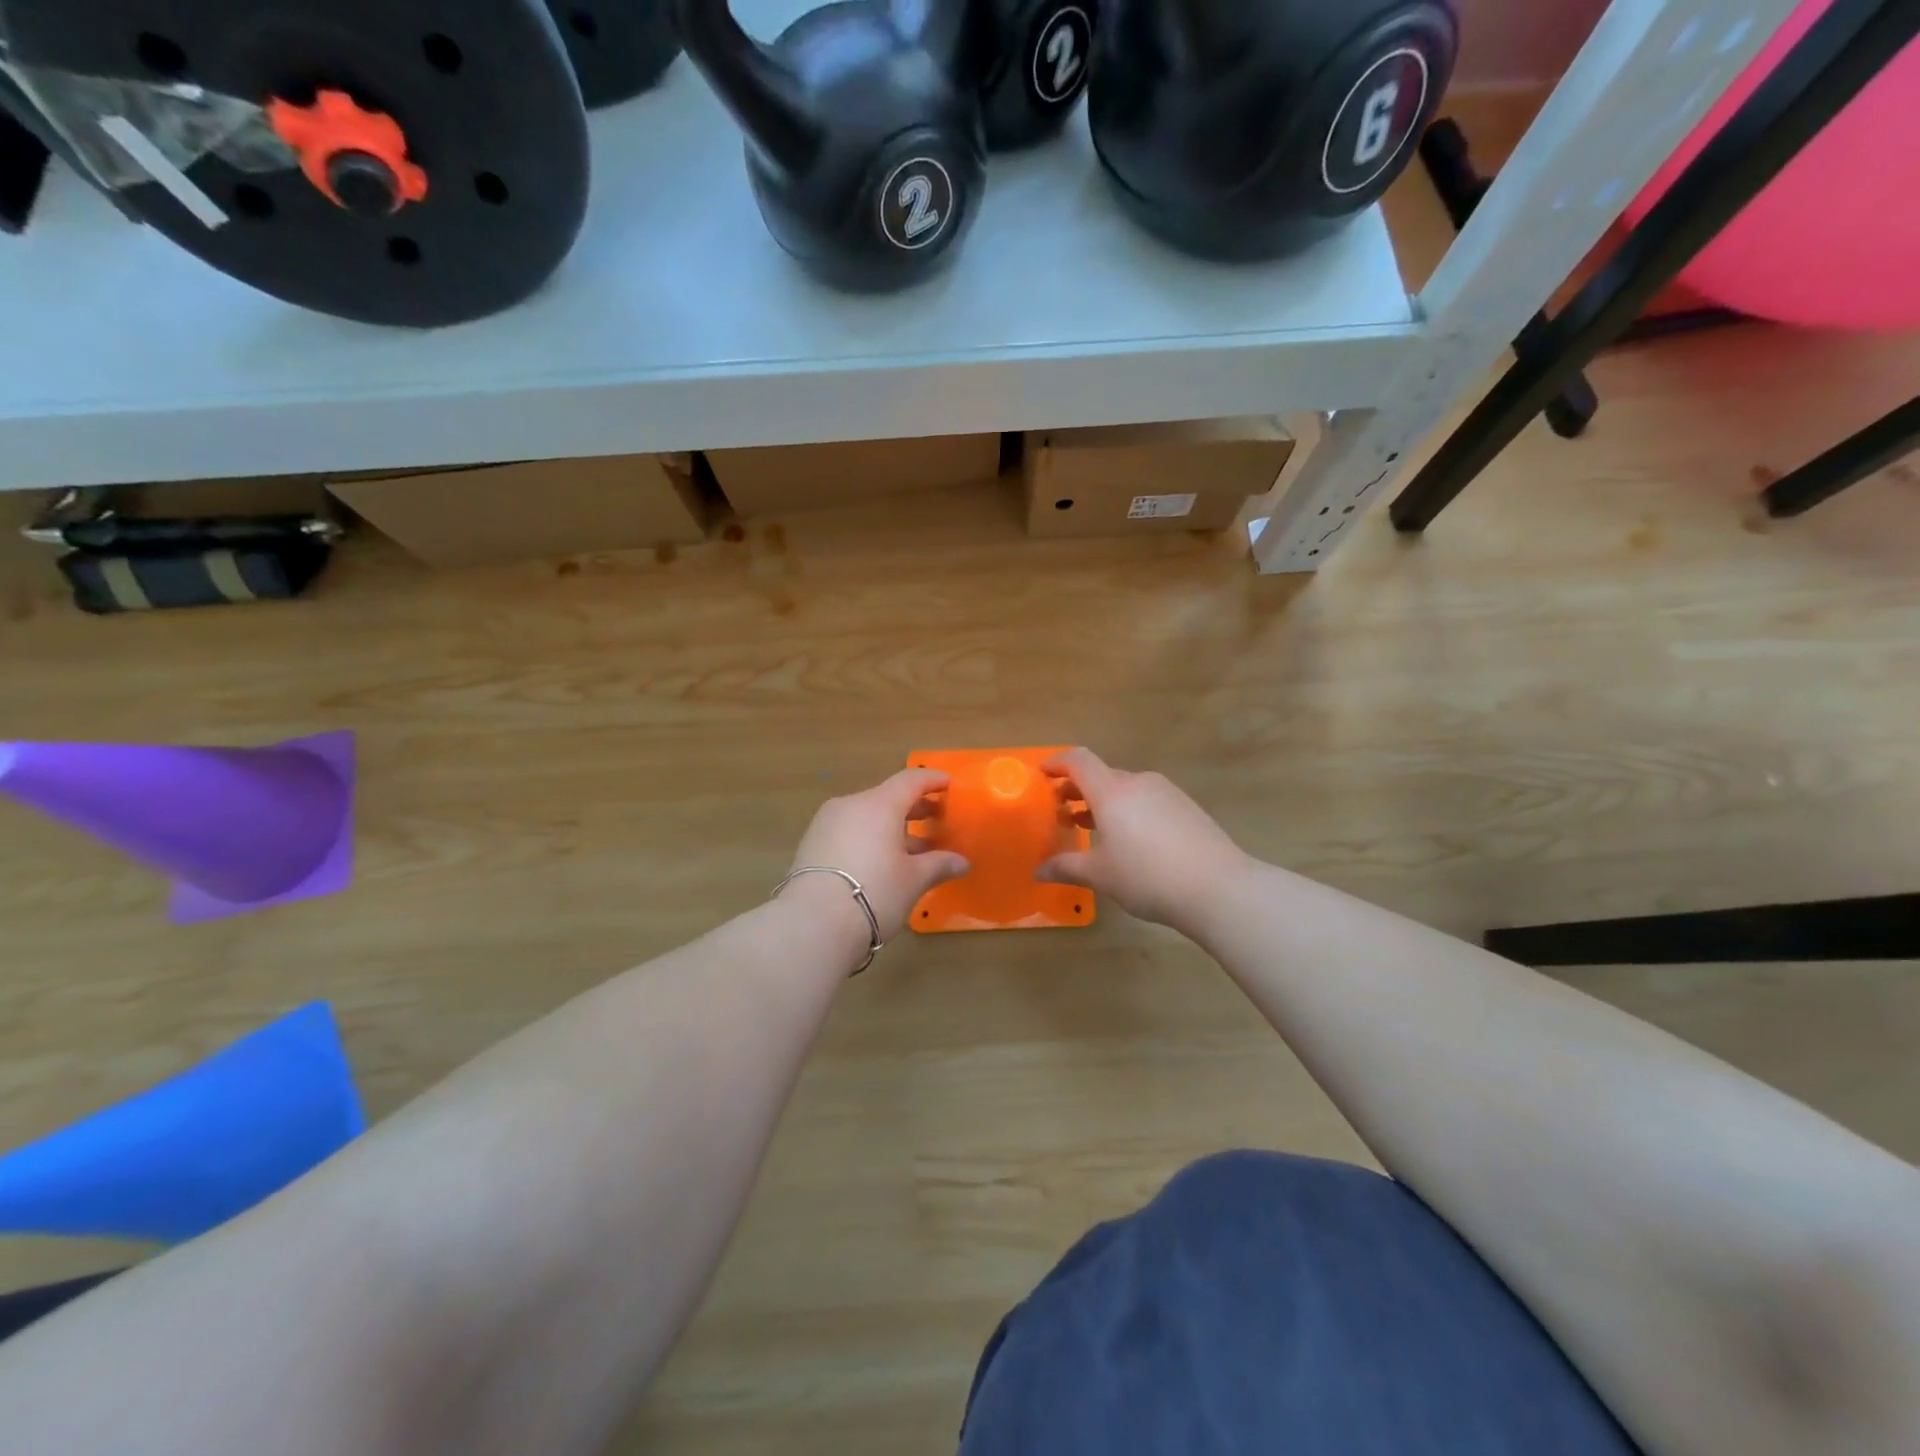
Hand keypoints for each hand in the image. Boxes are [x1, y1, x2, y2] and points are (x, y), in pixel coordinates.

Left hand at [785, 768, 970, 943]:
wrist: (812, 924)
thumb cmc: (875, 892)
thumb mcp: (913, 880)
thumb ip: (939, 865)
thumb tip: (962, 862)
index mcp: (879, 804)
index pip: (910, 780)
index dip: (932, 780)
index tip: (948, 784)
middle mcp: (850, 805)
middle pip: (887, 798)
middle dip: (913, 808)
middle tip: (935, 820)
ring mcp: (826, 824)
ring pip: (866, 816)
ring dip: (891, 828)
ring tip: (912, 851)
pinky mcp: (811, 845)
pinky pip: (848, 832)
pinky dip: (868, 839)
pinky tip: (880, 863)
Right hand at [1036, 748, 1250, 933]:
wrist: (1219, 888)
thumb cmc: (1147, 877)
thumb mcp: (1100, 875)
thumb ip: (1066, 867)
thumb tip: (1038, 871)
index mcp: (1112, 791)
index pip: (1078, 761)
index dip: (1057, 763)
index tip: (1042, 774)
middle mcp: (1138, 782)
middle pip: (1102, 775)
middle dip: (1078, 790)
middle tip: (1062, 812)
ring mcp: (1166, 793)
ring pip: (1125, 789)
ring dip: (1104, 803)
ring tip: (1091, 828)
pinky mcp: (1186, 807)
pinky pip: (1147, 801)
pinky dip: (1128, 811)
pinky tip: (1129, 841)